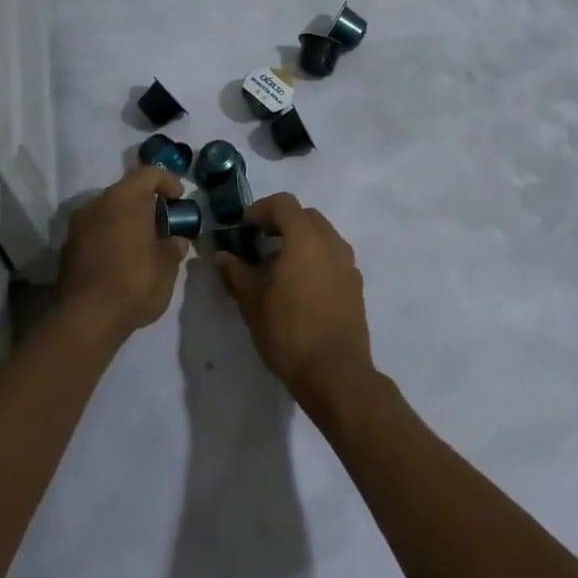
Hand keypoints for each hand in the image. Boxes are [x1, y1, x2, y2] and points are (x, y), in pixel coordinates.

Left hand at [58, 164, 187, 337]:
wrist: (86, 319)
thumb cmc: (134, 282)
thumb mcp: (167, 266)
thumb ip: (173, 246)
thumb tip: (175, 240)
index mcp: (124, 199)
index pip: (148, 173)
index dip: (167, 181)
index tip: (180, 197)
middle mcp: (97, 204)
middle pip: (125, 191)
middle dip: (146, 203)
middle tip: (164, 222)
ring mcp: (78, 226)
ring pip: (108, 212)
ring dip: (126, 221)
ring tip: (144, 243)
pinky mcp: (67, 249)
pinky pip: (95, 232)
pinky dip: (111, 237)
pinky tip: (122, 260)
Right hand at [214, 193, 373, 404]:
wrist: (335, 373)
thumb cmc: (289, 331)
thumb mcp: (252, 302)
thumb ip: (236, 272)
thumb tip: (222, 255)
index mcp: (305, 239)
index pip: (284, 203)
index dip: (261, 209)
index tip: (245, 227)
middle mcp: (331, 243)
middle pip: (306, 216)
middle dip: (282, 222)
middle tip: (260, 242)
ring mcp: (348, 264)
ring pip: (323, 236)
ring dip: (300, 241)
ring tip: (279, 267)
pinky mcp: (355, 286)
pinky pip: (333, 258)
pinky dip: (315, 259)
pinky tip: (300, 288)